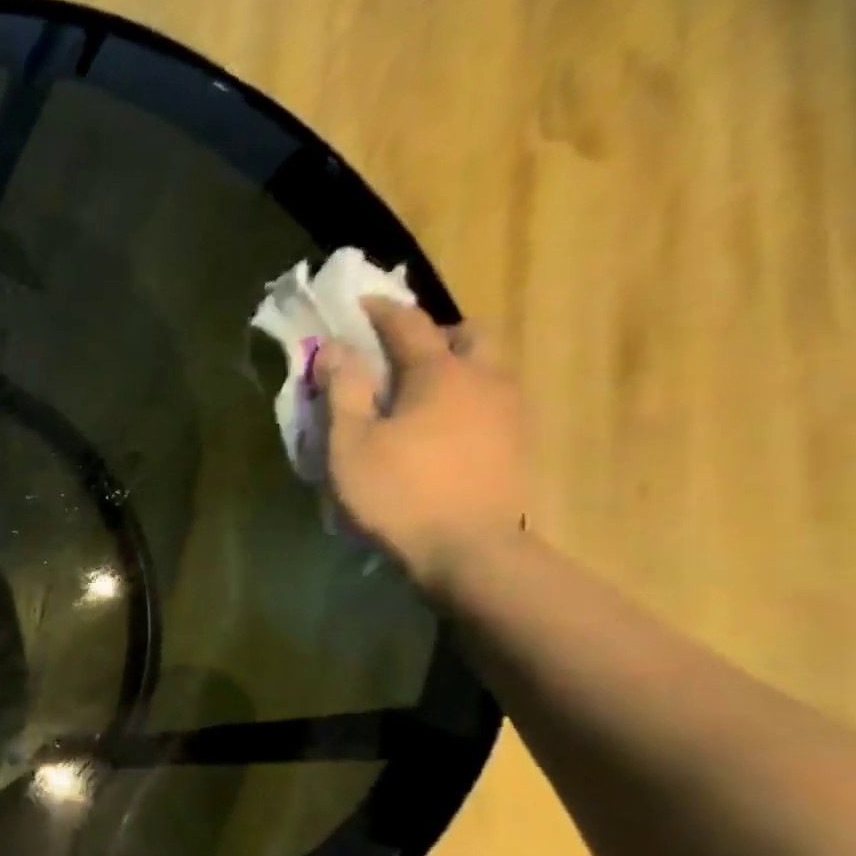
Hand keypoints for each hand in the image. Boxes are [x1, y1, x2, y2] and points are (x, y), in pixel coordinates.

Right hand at [314, 298, 529, 600]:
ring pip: (488, 366)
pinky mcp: (518, 441)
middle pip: (469, 334)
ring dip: (455, 365)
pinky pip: (494, 398)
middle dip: (434, 333)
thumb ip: (344, 391)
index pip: (409, 324)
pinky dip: (467, 396)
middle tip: (399, 355)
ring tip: (419, 394)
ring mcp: (510, 410)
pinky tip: (443, 427)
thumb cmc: (398, 492)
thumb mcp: (351, 444)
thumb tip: (337, 349)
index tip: (360, 304)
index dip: (382, 311)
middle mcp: (485, 378)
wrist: (468, 550)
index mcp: (439, 373)